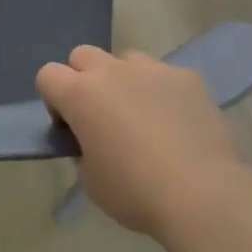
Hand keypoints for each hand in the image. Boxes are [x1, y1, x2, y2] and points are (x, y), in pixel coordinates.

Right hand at [37, 45, 245, 235]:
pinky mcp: (186, 77)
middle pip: (83, 56)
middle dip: (85, 79)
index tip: (70, 127)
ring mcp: (152, 69)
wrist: (203, 195)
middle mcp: (111, 71)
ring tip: (144, 117)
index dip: (54, 99)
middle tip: (102, 117)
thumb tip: (93, 141)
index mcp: (80, 95)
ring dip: (125, 81)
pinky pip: (165, 76)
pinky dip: (163, 93)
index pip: (48, 75)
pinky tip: (179, 124)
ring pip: (126, 60)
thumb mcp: (92, 182)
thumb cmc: (136, 193)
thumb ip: (83, 150)